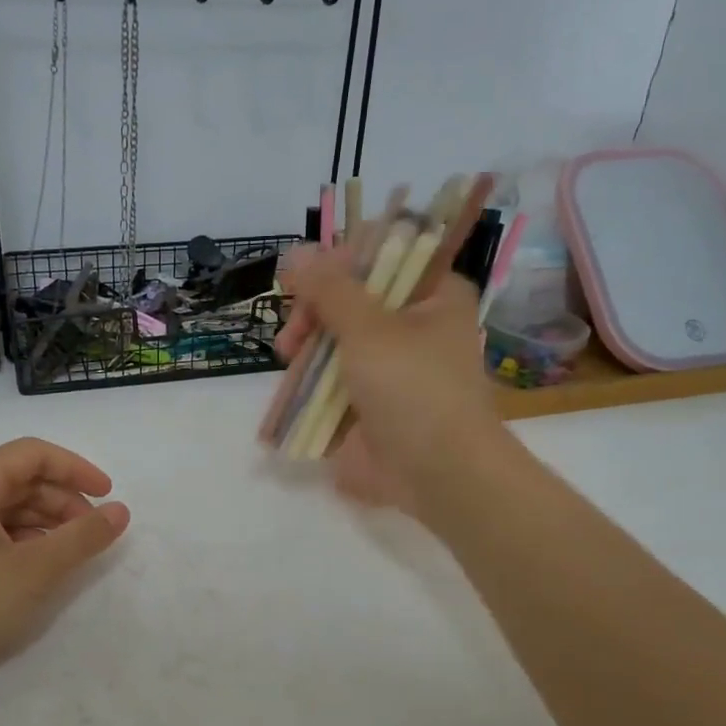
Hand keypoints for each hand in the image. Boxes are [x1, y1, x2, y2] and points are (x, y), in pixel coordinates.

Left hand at [0, 438, 129, 702]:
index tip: (109, 496)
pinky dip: (20, 542)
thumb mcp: (32, 571)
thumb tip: (120, 511)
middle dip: (63, 501)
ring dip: (43, 524)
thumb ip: (81, 538)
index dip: (77, 469)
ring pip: (4, 508)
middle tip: (93, 533)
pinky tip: (34, 569)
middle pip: (19, 479)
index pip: (34, 454)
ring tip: (69, 554)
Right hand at [277, 246, 511, 517]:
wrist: (438, 473)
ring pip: (337, 338)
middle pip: (352, 298)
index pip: (383, 255)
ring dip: (308, 344)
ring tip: (287, 356)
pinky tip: (290, 380)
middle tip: (295, 329)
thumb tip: (294, 251)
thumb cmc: (413, 388)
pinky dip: (310, 377)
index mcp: (433, 295)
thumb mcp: (367, 328)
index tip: (308, 281)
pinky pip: (333, 377)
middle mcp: (414, 325)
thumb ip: (327, 289)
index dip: (340, 262)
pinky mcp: (370, 401)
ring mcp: (391, 366)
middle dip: (315, 310)